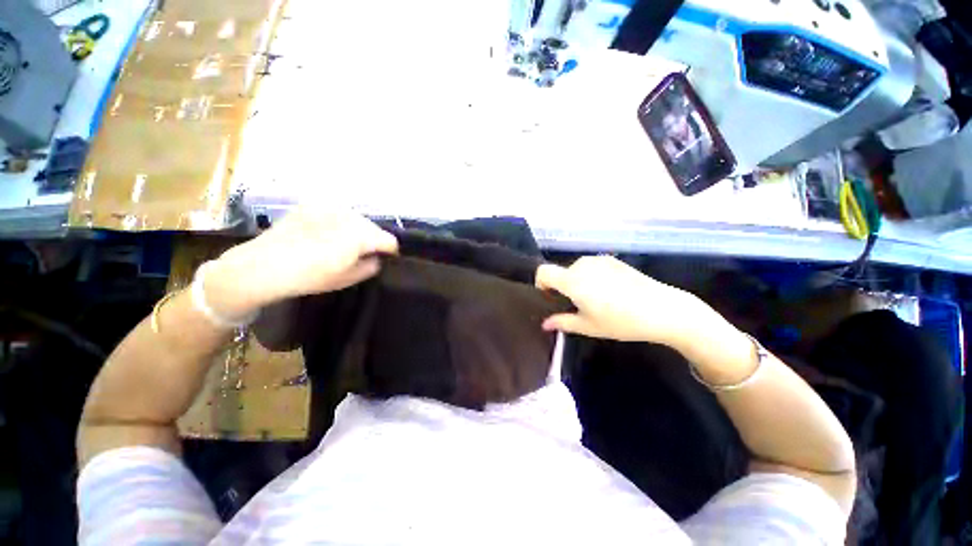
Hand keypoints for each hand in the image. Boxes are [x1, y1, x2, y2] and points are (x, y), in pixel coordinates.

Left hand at [207, 208, 397, 318]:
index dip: (391, 251)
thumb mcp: (346, 279)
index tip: (386, 259)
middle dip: (373, 239)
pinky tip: (325, 233)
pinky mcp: (312, 204)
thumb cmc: (309, 277)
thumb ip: (370, 267)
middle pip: (373, 227)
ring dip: (356, 230)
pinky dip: (338, 222)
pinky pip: (336, 212)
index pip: (389, 240)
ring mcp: (329, 207)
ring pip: (356, 218)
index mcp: (361, 236)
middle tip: (362, 253)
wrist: (262, 265)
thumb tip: (377, 258)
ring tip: (342, 243)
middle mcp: (349, 216)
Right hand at [536, 256, 713, 344]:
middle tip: (579, 306)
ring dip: (579, 282)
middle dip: (564, 287)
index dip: (542, 284)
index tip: (552, 298)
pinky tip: (612, 292)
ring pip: (577, 270)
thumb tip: (545, 324)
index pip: (543, 272)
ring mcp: (599, 260)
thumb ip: (562, 322)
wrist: (662, 309)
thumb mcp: (588, 326)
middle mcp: (582, 265)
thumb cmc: (621, 321)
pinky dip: (593, 277)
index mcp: (572, 280)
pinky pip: (592, 267)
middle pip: (561, 272)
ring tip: (598, 300)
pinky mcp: (613, 260)